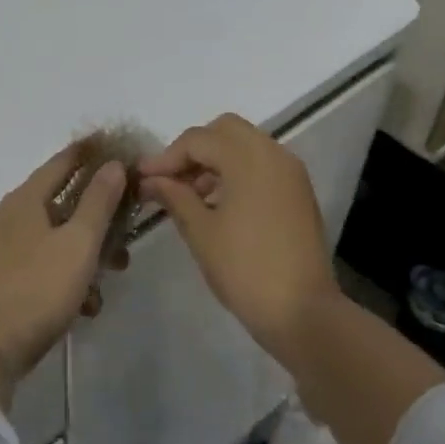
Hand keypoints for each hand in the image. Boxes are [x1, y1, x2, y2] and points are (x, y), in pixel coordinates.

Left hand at [0, 144, 127, 404]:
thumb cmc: (37, 290)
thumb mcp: (78, 244)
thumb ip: (98, 202)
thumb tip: (112, 164)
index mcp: (24, 200)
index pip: (62, 162)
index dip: (90, 153)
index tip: (114, 146)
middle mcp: (8, 216)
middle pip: (61, 203)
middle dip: (98, 219)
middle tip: (125, 238)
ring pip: (53, 238)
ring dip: (84, 254)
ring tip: (108, 281)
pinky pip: (40, 264)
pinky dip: (64, 276)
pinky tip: (83, 306)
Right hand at [138, 113, 340, 360]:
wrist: (302, 312)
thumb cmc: (245, 269)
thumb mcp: (201, 231)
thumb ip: (174, 196)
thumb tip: (149, 180)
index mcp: (249, 158)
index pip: (198, 140)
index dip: (166, 157)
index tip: (142, 178)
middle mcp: (274, 154)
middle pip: (225, 131)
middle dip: (194, 150)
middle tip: (170, 180)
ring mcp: (291, 173)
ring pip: (245, 146)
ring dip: (215, 160)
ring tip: (189, 195)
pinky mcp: (298, 193)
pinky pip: (261, 166)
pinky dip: (237, 173)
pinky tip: (217, 204)